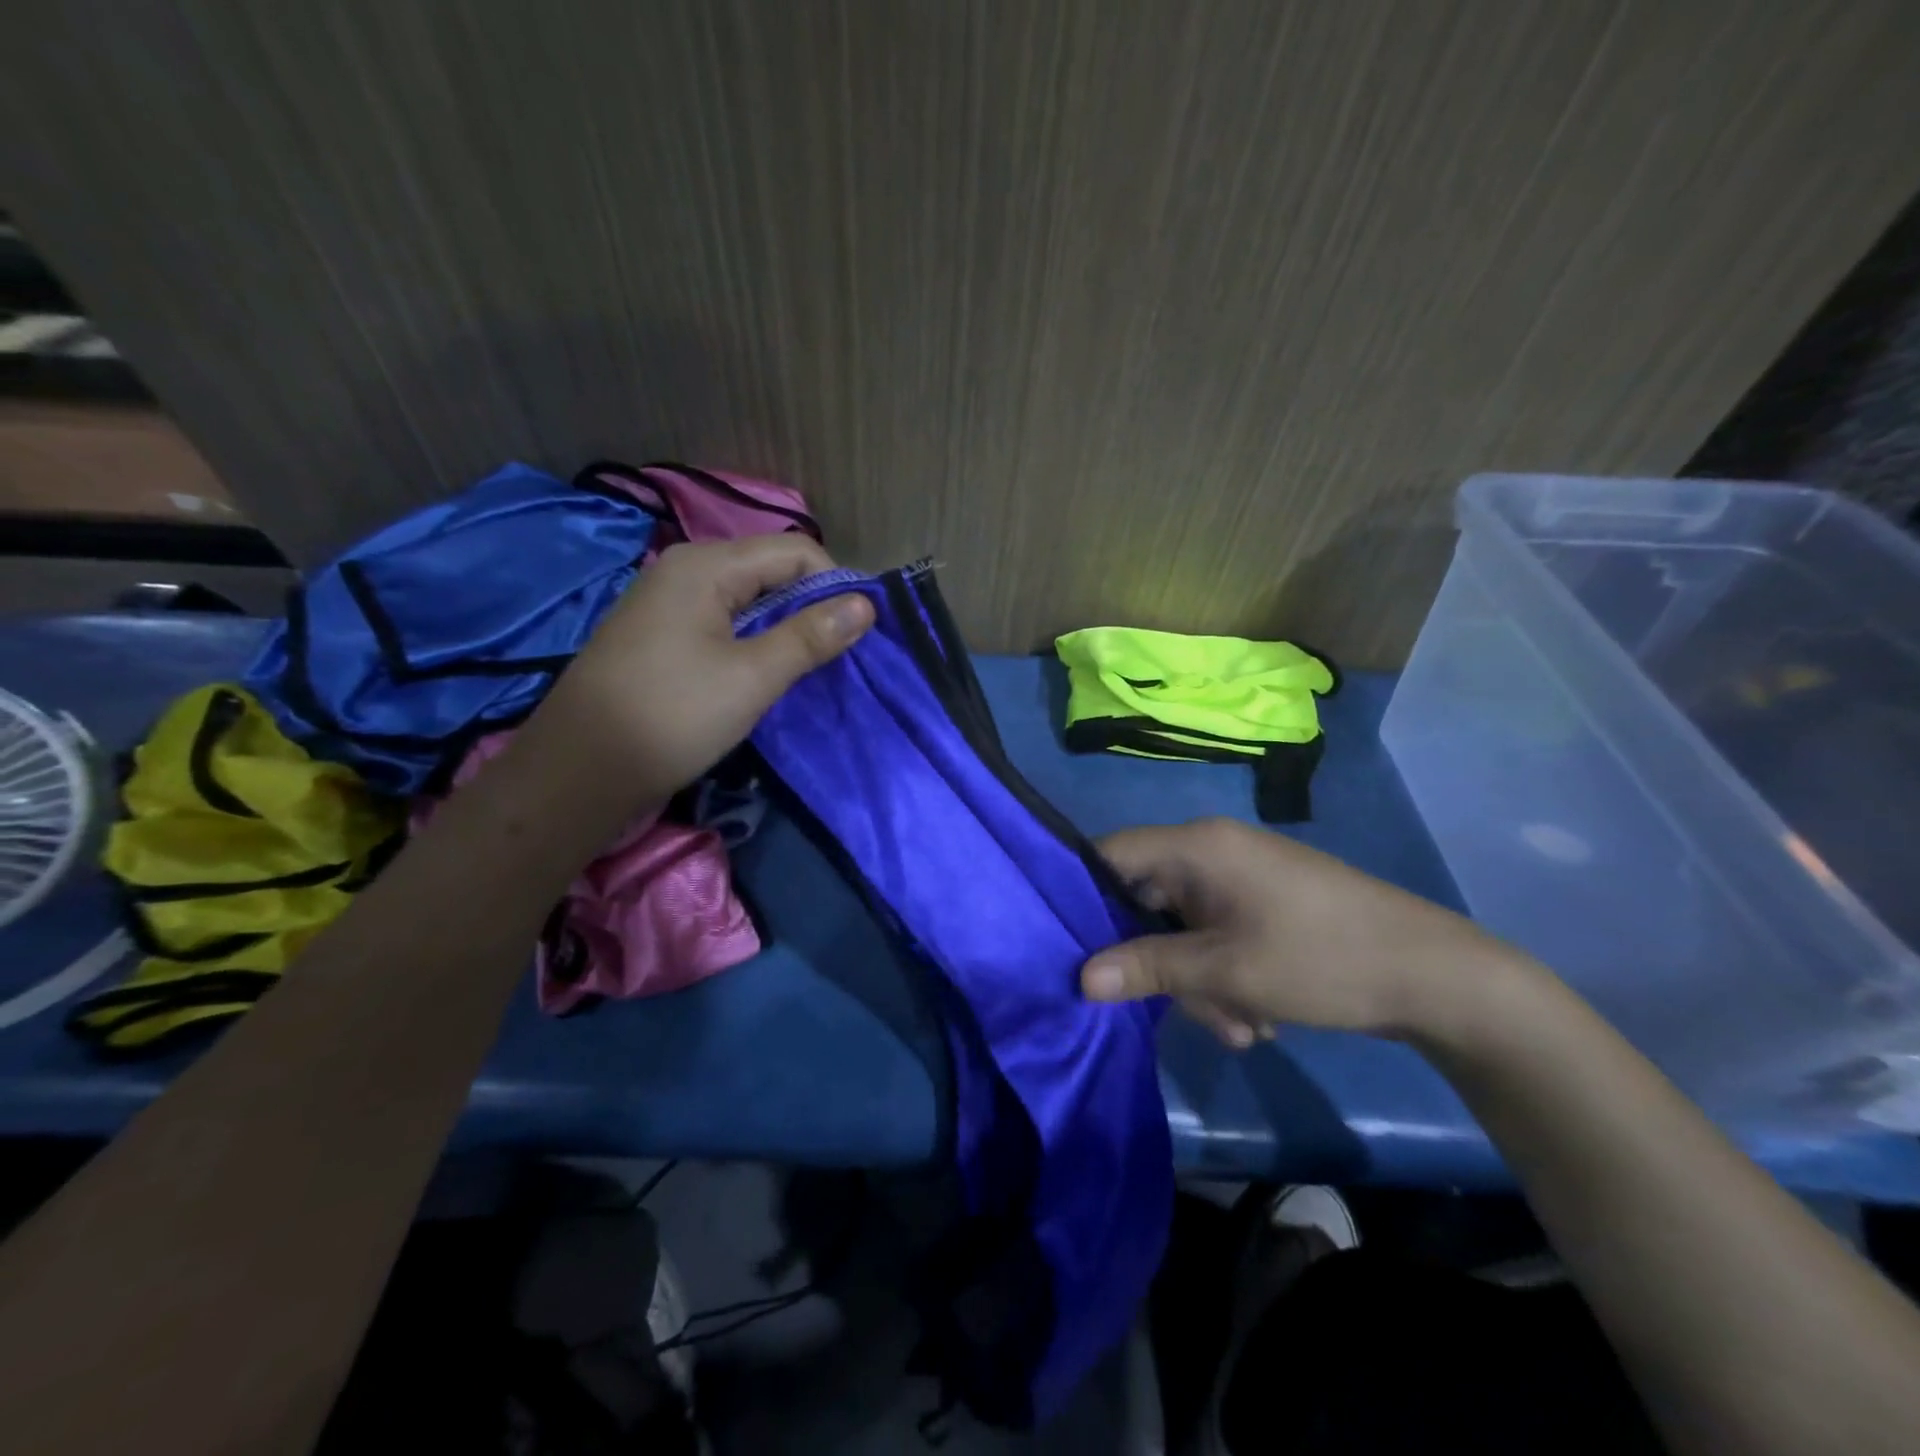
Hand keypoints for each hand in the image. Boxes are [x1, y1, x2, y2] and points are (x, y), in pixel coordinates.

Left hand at [528, 535, 872, 809]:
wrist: (579, 771)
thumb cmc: (671, 716)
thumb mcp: (752, 677)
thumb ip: (810, 636)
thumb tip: (865, 604)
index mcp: (705, 566)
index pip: (795, 551)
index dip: (834, 585)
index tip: (859, 633)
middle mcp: (684, 569)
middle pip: (770, 569)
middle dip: (811, 605)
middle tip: (837, 654)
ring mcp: (667, 601)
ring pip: (748, 598)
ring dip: (784, 626)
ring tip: (806, 666)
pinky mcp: (660, 634)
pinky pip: (723, 620)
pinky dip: (753, 640)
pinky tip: (763, 672)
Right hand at [1081, 817, 1533, 1048]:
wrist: (1435, 976)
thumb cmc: (1321, 959)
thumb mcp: (1226, 971)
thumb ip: (1148, 968)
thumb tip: (1079, 977)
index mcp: (1198, 846)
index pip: (1111, 854)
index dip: (1082, 894)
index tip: (1069, 945)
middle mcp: (1213, 850)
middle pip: (1147, 900)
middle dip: (1160, 961)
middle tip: (1186, 1008)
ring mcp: (1240, 876)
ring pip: (1183, 927)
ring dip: (1199, 981)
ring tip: (1240, 1025)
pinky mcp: (1263, 902)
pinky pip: (1216, 933)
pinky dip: (1224, 975)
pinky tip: (1256, 1016)